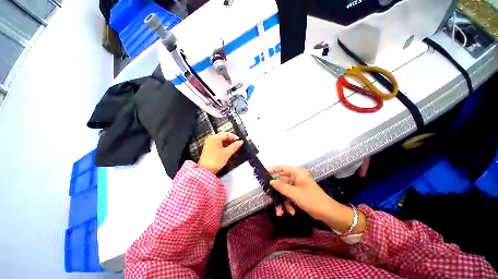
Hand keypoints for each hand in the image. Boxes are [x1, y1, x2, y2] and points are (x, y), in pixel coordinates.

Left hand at [198, 132, 243, 174]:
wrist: (206, 171)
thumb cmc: (214, 161)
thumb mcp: (227, 153)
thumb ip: (235, 146)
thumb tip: (240, 142)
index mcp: (214, 138)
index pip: (226, 134)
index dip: (234, 137)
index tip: (239, 141)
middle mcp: (211, 139)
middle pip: (224, 137)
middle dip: (231, 141)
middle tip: (238, 144)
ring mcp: (209, 144)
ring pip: (221, 141)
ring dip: (228, 144)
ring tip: (234, 148)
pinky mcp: (209, 149)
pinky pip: (218, 145)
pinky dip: (224, 147)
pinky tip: (229, 150)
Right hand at [269, 166, 365, 233]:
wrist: (328, 214)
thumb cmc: (312, 200)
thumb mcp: (294, 194)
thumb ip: (281, 187)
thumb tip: (270, 181)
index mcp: (297, 173)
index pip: (282, 168)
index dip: (273, 170)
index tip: (264, 174)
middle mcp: (296, 178)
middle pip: (281, 182)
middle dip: (277, 193)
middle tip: (269, 199)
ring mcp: (297, 186)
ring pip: (284, 191)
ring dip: (282, 201)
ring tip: (280, 212)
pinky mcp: (299, 194)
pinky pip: (289, 197)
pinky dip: (288, 204)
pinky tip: (290, 212)